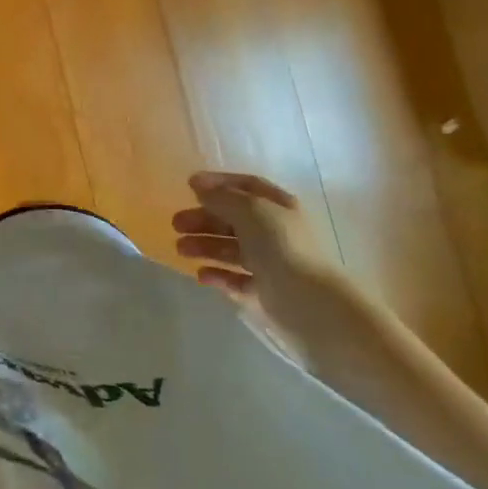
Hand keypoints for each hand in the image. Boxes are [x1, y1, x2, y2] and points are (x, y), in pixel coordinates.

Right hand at [171, 171, 327, 315]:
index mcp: (278, 206)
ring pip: (232, 249)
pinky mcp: (267, 291)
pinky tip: (202, 276)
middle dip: (204, 219)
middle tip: (176, 224)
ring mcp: (272, 262)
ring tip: (180, 250)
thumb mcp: (250, 211)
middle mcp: (276, 231)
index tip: (188, 186)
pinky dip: (219, 275)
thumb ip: (222, 197)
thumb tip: (198, 184)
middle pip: (234, 219)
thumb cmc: (281, 247)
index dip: (218, 183)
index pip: (246, 186)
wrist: (312, 305)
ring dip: (205, 246)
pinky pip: (237, 279)